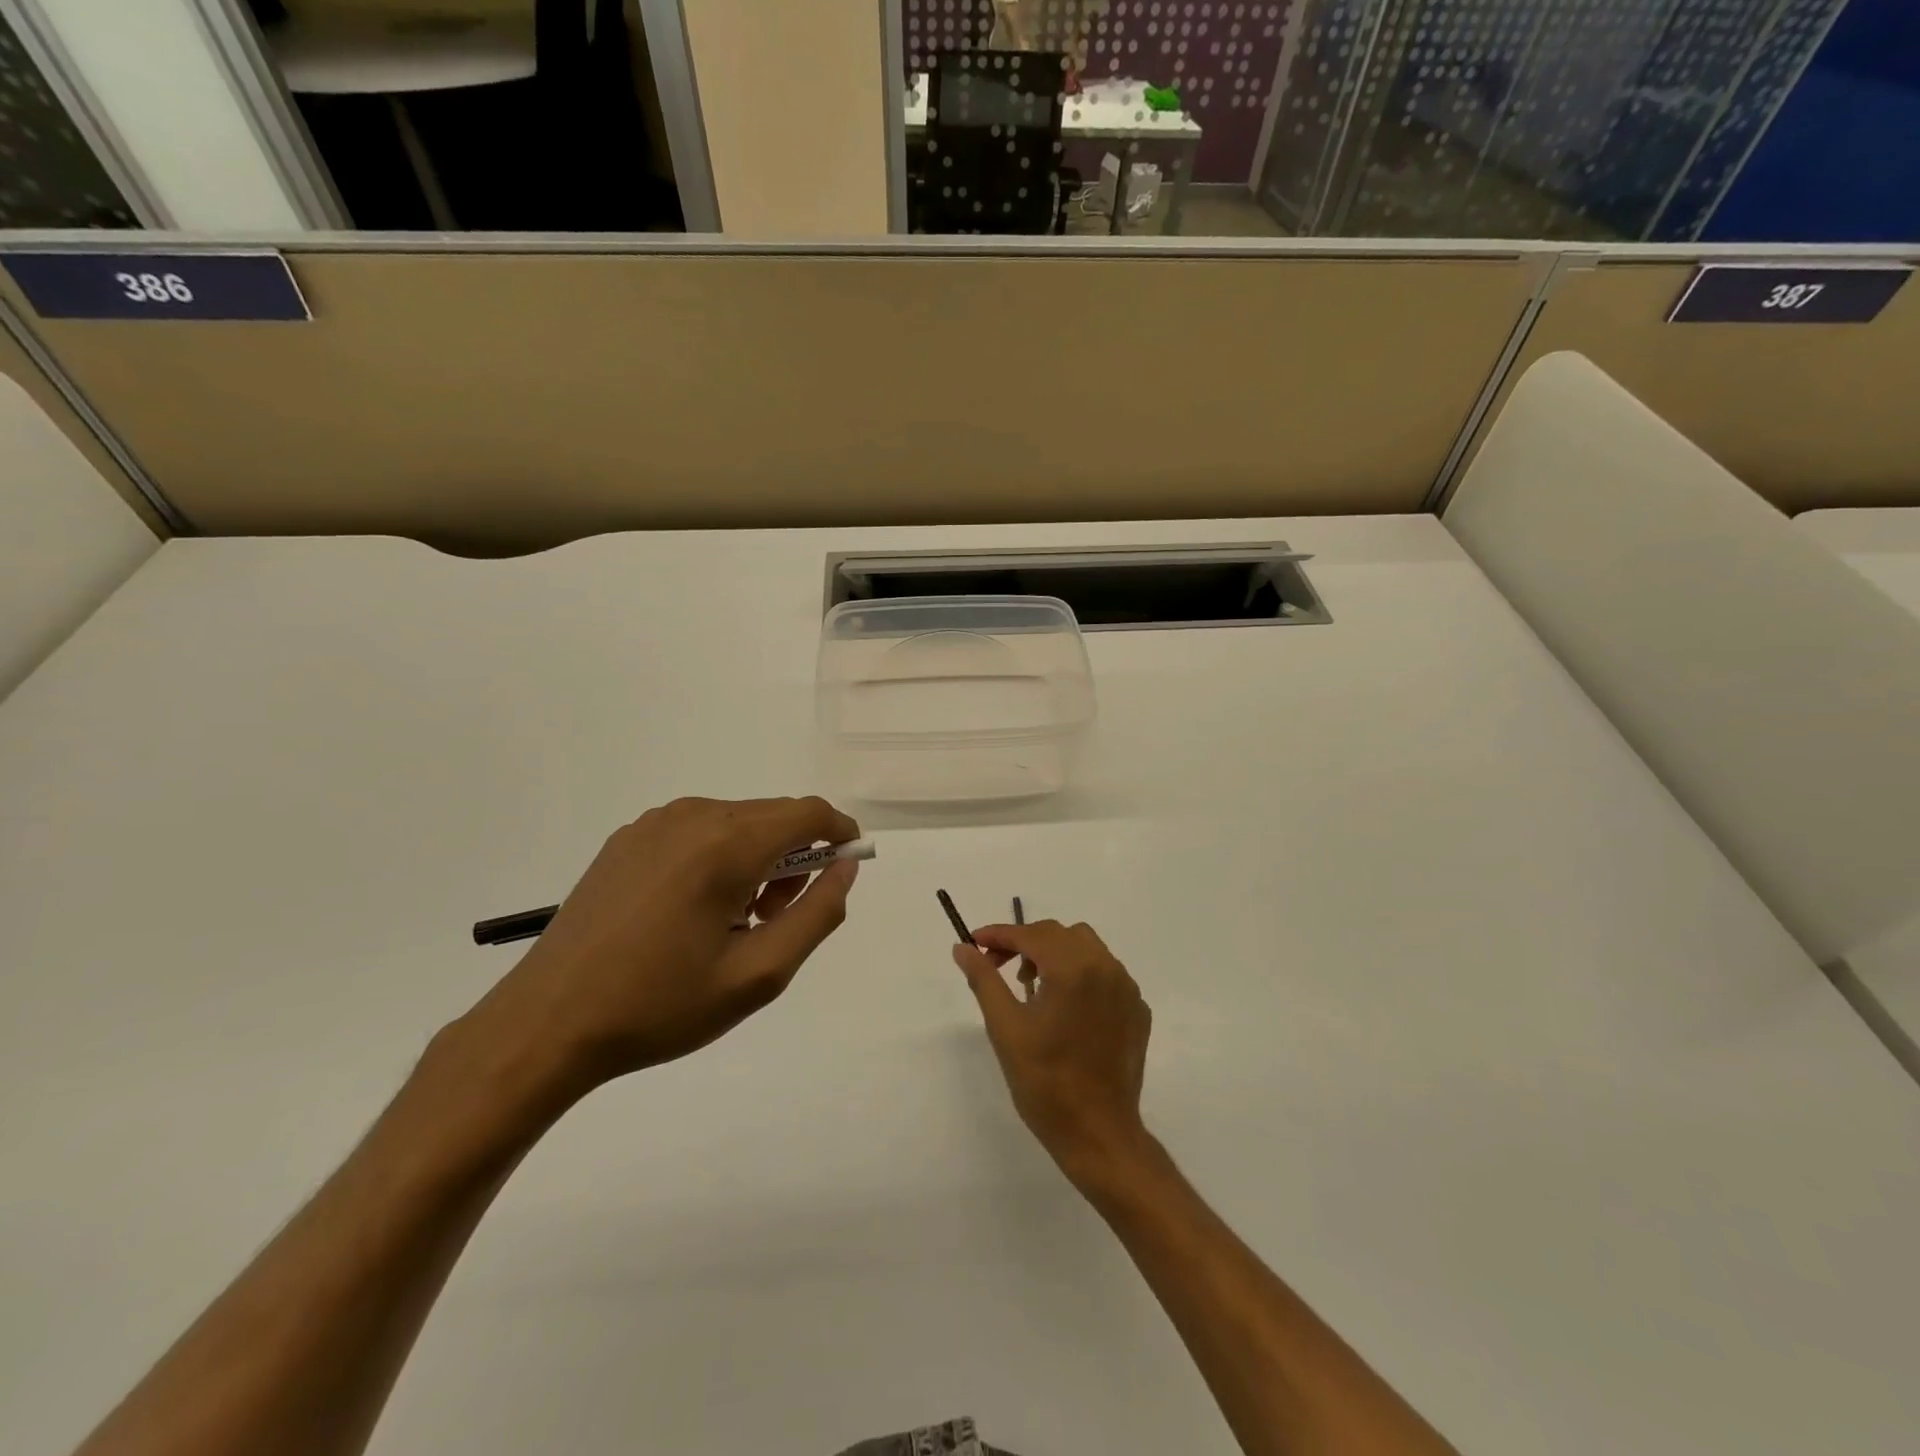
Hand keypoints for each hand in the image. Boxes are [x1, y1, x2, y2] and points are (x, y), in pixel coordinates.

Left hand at [464, 797, 860, 1097]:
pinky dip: (719, 857)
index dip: (840, 833)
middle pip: (773, 816)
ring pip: (737, 822)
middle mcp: (692, 816)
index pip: (809, 812)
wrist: (548, 1023)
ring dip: (758, 858)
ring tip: (736, 920)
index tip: (846, 869)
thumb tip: (845, 868)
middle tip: (779, 917)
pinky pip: (698, 831)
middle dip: (796, 856)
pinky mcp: (628, 838)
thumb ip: (817, 914)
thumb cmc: (661, 1005)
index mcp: (726, 843)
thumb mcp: (758, 974)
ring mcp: (654, 823)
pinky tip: (694, 910)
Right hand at [954, 920, 1152, 1187]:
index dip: (999, 934)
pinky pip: (1105, 974)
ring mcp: (1127, 989)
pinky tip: (1064, 1007)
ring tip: (1031, 986)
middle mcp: (1106, 968)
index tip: (973, 942)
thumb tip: (962, 948)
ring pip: (1086, 948)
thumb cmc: (1045, 1083)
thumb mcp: (1005, 1028)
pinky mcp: (1138, 1010)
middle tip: (997, 966)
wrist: (1099, 1135)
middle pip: (1060, 934)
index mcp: (1074, 969)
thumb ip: (984, 979)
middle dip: (1025, 943)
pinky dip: (1080, 975)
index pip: (1031, 934)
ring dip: (1054, 954)